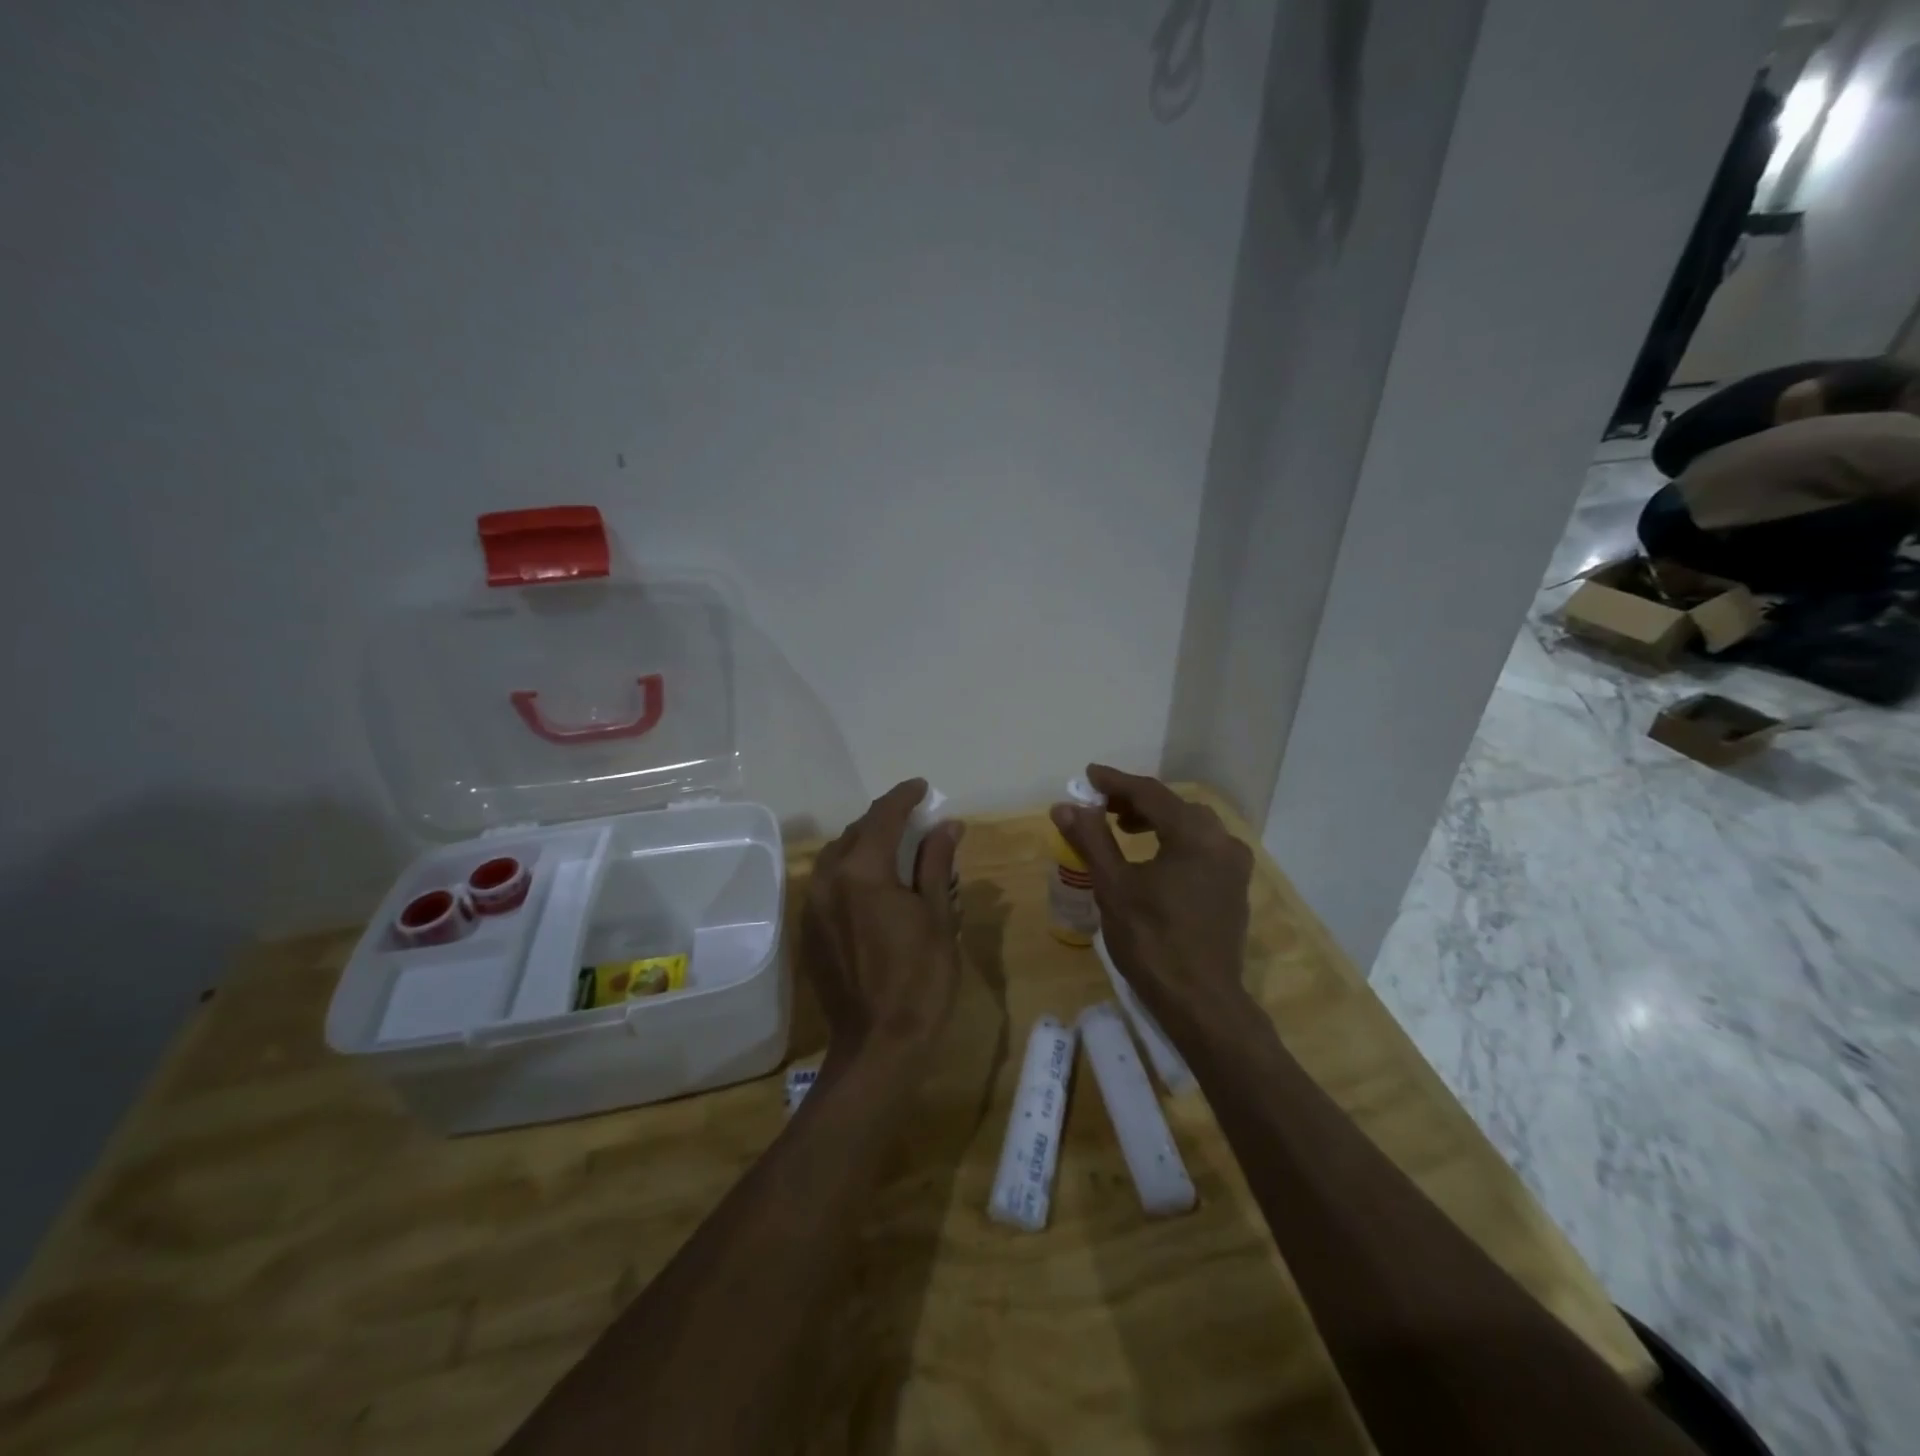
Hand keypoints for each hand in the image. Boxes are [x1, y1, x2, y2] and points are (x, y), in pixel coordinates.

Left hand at [803, 778, 963, 1063]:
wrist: (878, 1044)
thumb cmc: (920, 979)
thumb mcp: (938, 916)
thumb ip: (936, 863)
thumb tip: (947, 824)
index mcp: (862, 871)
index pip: (883, 817)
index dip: (904, 797)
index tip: (922, 787)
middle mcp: (828, 880)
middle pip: (855, 833)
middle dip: (883, 820)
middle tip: (913, 819)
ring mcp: (813, 906)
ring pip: (837, 856)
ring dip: (864, 843)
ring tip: (893, 846)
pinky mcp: (809, 930)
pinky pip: (827, 882)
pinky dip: (850, 870)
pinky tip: (871, 883)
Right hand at [1050, 766, 1252, 1029]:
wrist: (1201, 1002)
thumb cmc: (1152, 941)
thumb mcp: (1113, 887)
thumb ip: (1091, 839)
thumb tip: (1065, 805)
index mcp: (1195, 835)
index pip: (1150, 793)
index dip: (1116, 782)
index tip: (1088, 775)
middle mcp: (1222, 841)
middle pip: (1174, 806)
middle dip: (1135, 801)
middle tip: (1101, 805)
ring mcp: (1233, 866)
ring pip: (1191, 826)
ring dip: (1156, 821)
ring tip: (1123, 829)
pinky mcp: (1234, 888)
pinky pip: (1202, 848)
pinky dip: (1174, 841)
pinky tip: (1153, 859)